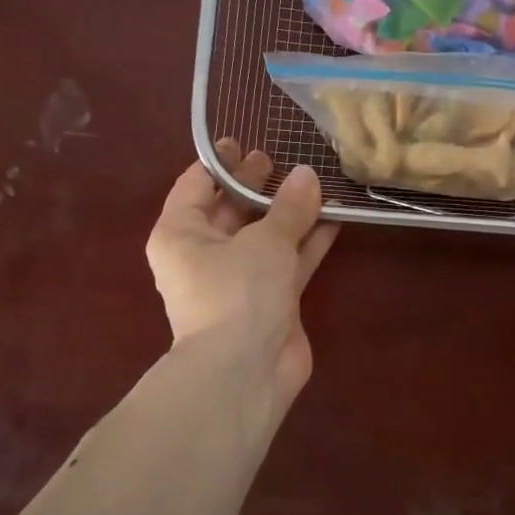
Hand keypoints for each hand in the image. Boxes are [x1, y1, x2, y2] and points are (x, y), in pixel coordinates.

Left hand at [146, 141, 338, 402]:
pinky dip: (307, 243)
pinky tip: (334, 218)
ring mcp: (237, 281)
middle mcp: (204, 255)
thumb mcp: (264, 241)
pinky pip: (287, 262)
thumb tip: (308, 174)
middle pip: (230, 210)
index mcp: (181, 234)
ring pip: (263, 237)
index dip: (220, 163)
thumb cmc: (238, 292)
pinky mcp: (268, 302)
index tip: (243, 141)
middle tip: (282, 159)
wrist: (245, 372)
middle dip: (256, 186)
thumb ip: (289, 207)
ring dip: (288, 214)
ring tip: (315, 183)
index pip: (195, 186)